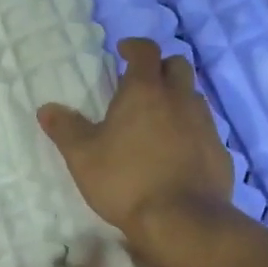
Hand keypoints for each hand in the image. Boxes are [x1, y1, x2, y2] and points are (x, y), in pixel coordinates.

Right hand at [38, 38, 233, 240]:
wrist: (182, 220)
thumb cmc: (126, 180)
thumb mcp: (83, 156)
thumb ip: (65, 129)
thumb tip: (47, 109)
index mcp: (145, 91)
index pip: (146, 51)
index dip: (134, 46)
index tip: (123, 51)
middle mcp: (180, 98)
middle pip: (178, 65)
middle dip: (161, 68)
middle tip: (142, 84)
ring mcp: (205, 124)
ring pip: (194, 97)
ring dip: (178, 99)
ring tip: (158, 119)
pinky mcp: (220, 151)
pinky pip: (205, 130)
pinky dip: (191, 131)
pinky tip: (178, 152)